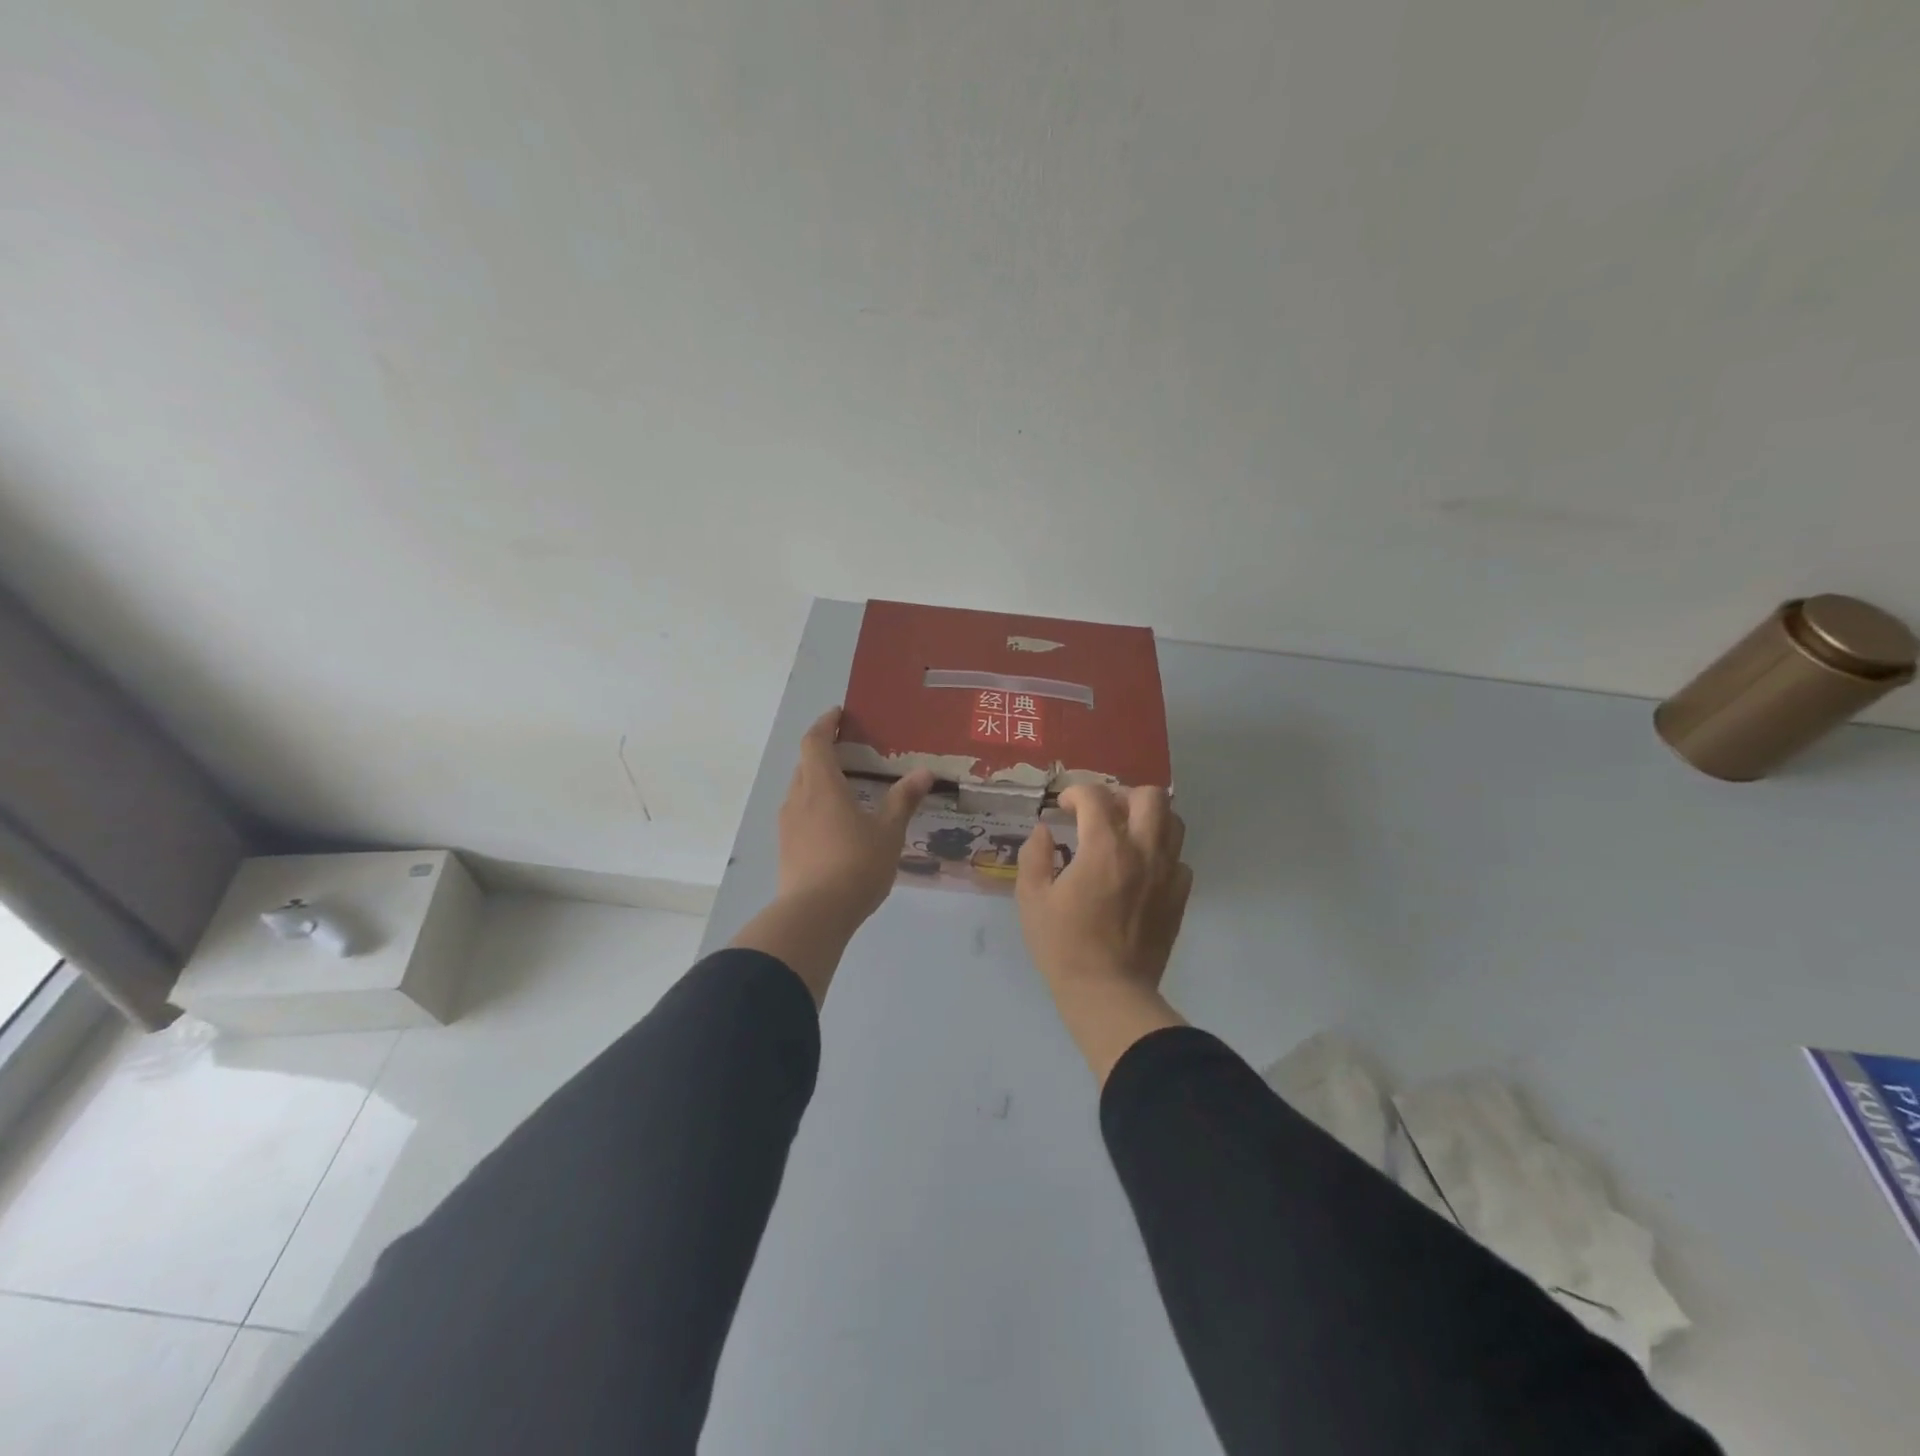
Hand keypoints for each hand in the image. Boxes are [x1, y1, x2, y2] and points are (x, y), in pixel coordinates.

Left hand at [733, 708, 932, 1005]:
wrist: (814, 916)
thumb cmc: (855, 865)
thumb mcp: (888, 832)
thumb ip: (902, 800)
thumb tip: (923, 772)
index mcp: (822, 786)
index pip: (815, 742)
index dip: (825, 724)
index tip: (838, 715)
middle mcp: (798, 799)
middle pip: (805, 765)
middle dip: (823, 753)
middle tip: (849, 752)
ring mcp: (787, 826)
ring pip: (800, 791)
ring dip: (818, 782)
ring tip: (845, 789)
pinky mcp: (786, 849)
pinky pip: (799, 815)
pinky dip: (815, 807)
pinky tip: (834, 825)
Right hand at [1017, 785, 1192, 1081]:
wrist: (1109, 993)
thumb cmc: (1064, 945)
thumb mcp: (1032, 899)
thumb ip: (1035, 856)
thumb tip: (1044, 831)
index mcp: (1104, 848)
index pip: (1096, 797)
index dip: (1075, 793)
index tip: (1063, 808)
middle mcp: (1143, 851)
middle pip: (1149, 796)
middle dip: (1121, 795)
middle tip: (1101, 814)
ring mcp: (1167, 873)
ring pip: (1173, 822)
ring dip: (1148, 819)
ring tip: (1125, 834)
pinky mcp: (1179, 896)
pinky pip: (1179, 859)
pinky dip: (1161, 854)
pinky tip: (1141, 870)